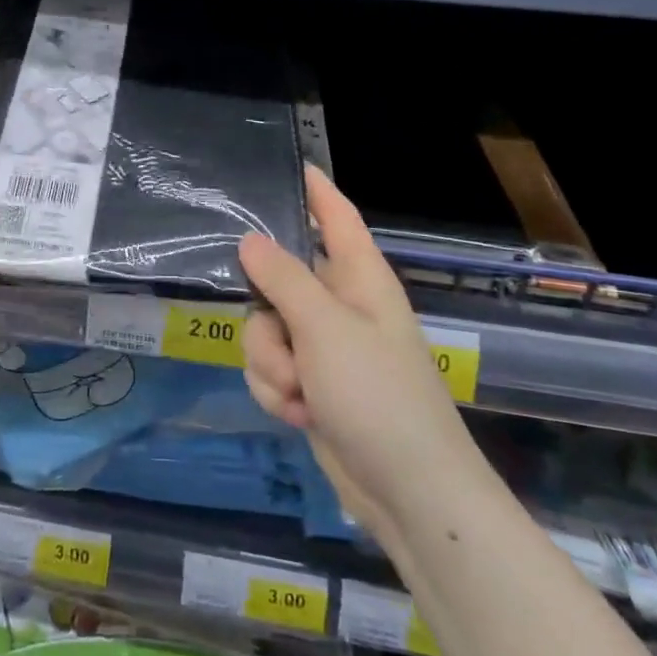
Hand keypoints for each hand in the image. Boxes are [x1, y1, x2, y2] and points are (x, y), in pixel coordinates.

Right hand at [238, 166, 460, 542]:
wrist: (407, 491)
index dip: (314, 188)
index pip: (335, 215)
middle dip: (266, 316)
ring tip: (298, 391)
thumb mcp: (325, 328)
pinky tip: (298, 414)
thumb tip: (249, 240)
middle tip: (281, 338)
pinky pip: (269, 367)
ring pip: (263, 328)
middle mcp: (339, 304)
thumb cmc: (378, 394)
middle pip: (276, 278)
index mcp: (358, 277)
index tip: (284, 164)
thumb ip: (283, 279)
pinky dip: (275, 391)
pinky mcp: (310, 383)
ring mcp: (324, 347)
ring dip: (269, 363)